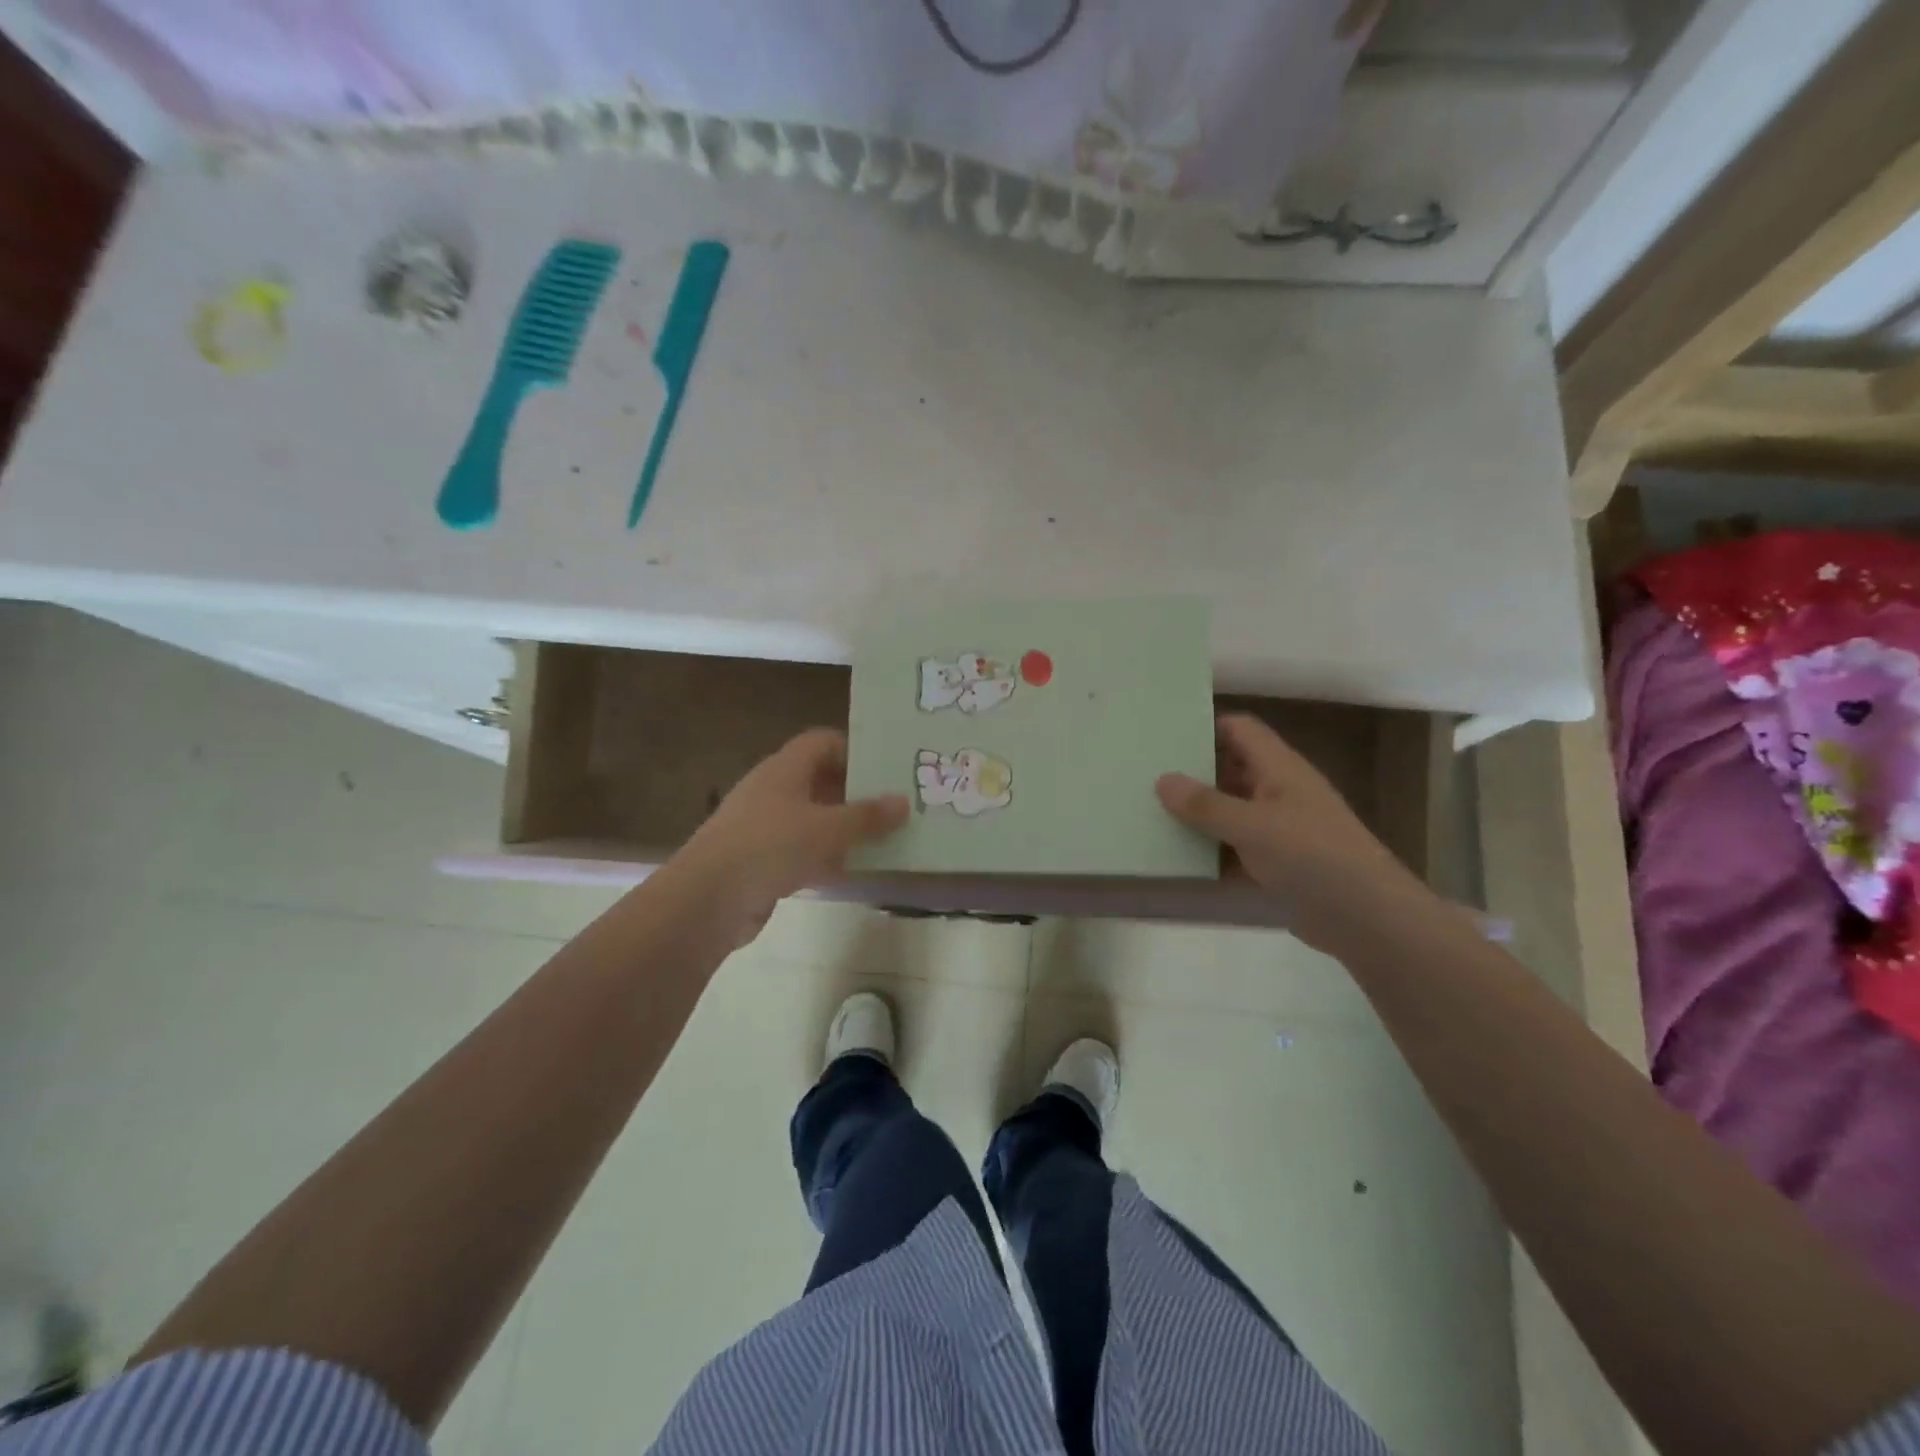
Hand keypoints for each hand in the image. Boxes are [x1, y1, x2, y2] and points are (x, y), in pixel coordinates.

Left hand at [676, 729, 909, 944]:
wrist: (708, 899)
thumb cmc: (770, 847)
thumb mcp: (828, 829)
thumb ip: (867, 816)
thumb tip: (903, 801)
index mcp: (784, 769)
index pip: (822, 742)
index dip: (853, 750)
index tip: (885, 769)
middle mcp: (772, 791)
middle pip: (819, 781)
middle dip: (855, 793)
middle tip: (894, 806)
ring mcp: (763, 827)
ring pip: (812, 819)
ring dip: (843, 829)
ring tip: (883, 839)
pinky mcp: (759, 861)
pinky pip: (800, 851)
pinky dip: (825, 858)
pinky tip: (851, 873)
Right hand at [1156, 713, 1419, 949]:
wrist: (1365, 918)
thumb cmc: (1312, 856)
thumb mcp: (1252, 826)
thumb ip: (1206, 804)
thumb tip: (1162, 780)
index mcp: (1279, 769)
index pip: (1240, 730)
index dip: (1206, 726)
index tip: (1164, 734)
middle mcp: (1277, 792)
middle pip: (1230, 769)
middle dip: (1192, 772)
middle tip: (1145, 773)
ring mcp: (1277, 829)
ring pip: (1229, 811)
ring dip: (1197, 814)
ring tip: (1149, 811)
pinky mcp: (1275, 864)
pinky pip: (1233, 848)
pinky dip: (1209, 851)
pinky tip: (1175, 856)